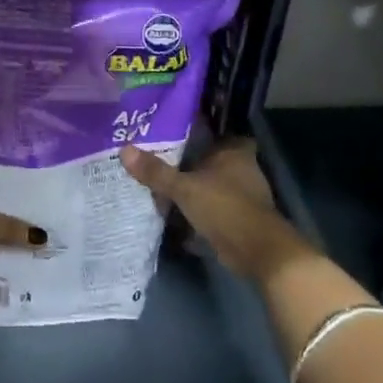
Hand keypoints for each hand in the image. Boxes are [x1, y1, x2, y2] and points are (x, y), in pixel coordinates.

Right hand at [120, 137, 319, 283]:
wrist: (258, 251)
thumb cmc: (225, 207)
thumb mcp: (184, 188)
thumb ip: (156, 172)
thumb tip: (124, 150)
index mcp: (234, 152)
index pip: (219, 132)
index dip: (201, 131)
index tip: (176, 131)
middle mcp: (242, 169)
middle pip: (212, 159)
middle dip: (190, 162)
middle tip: (159, 159)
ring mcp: (244, 195)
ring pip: (212, 185)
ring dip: (194, 188)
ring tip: (161, 186)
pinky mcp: (240, 219)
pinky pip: (214, 208)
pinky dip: (199, 211)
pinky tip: (175, 214)